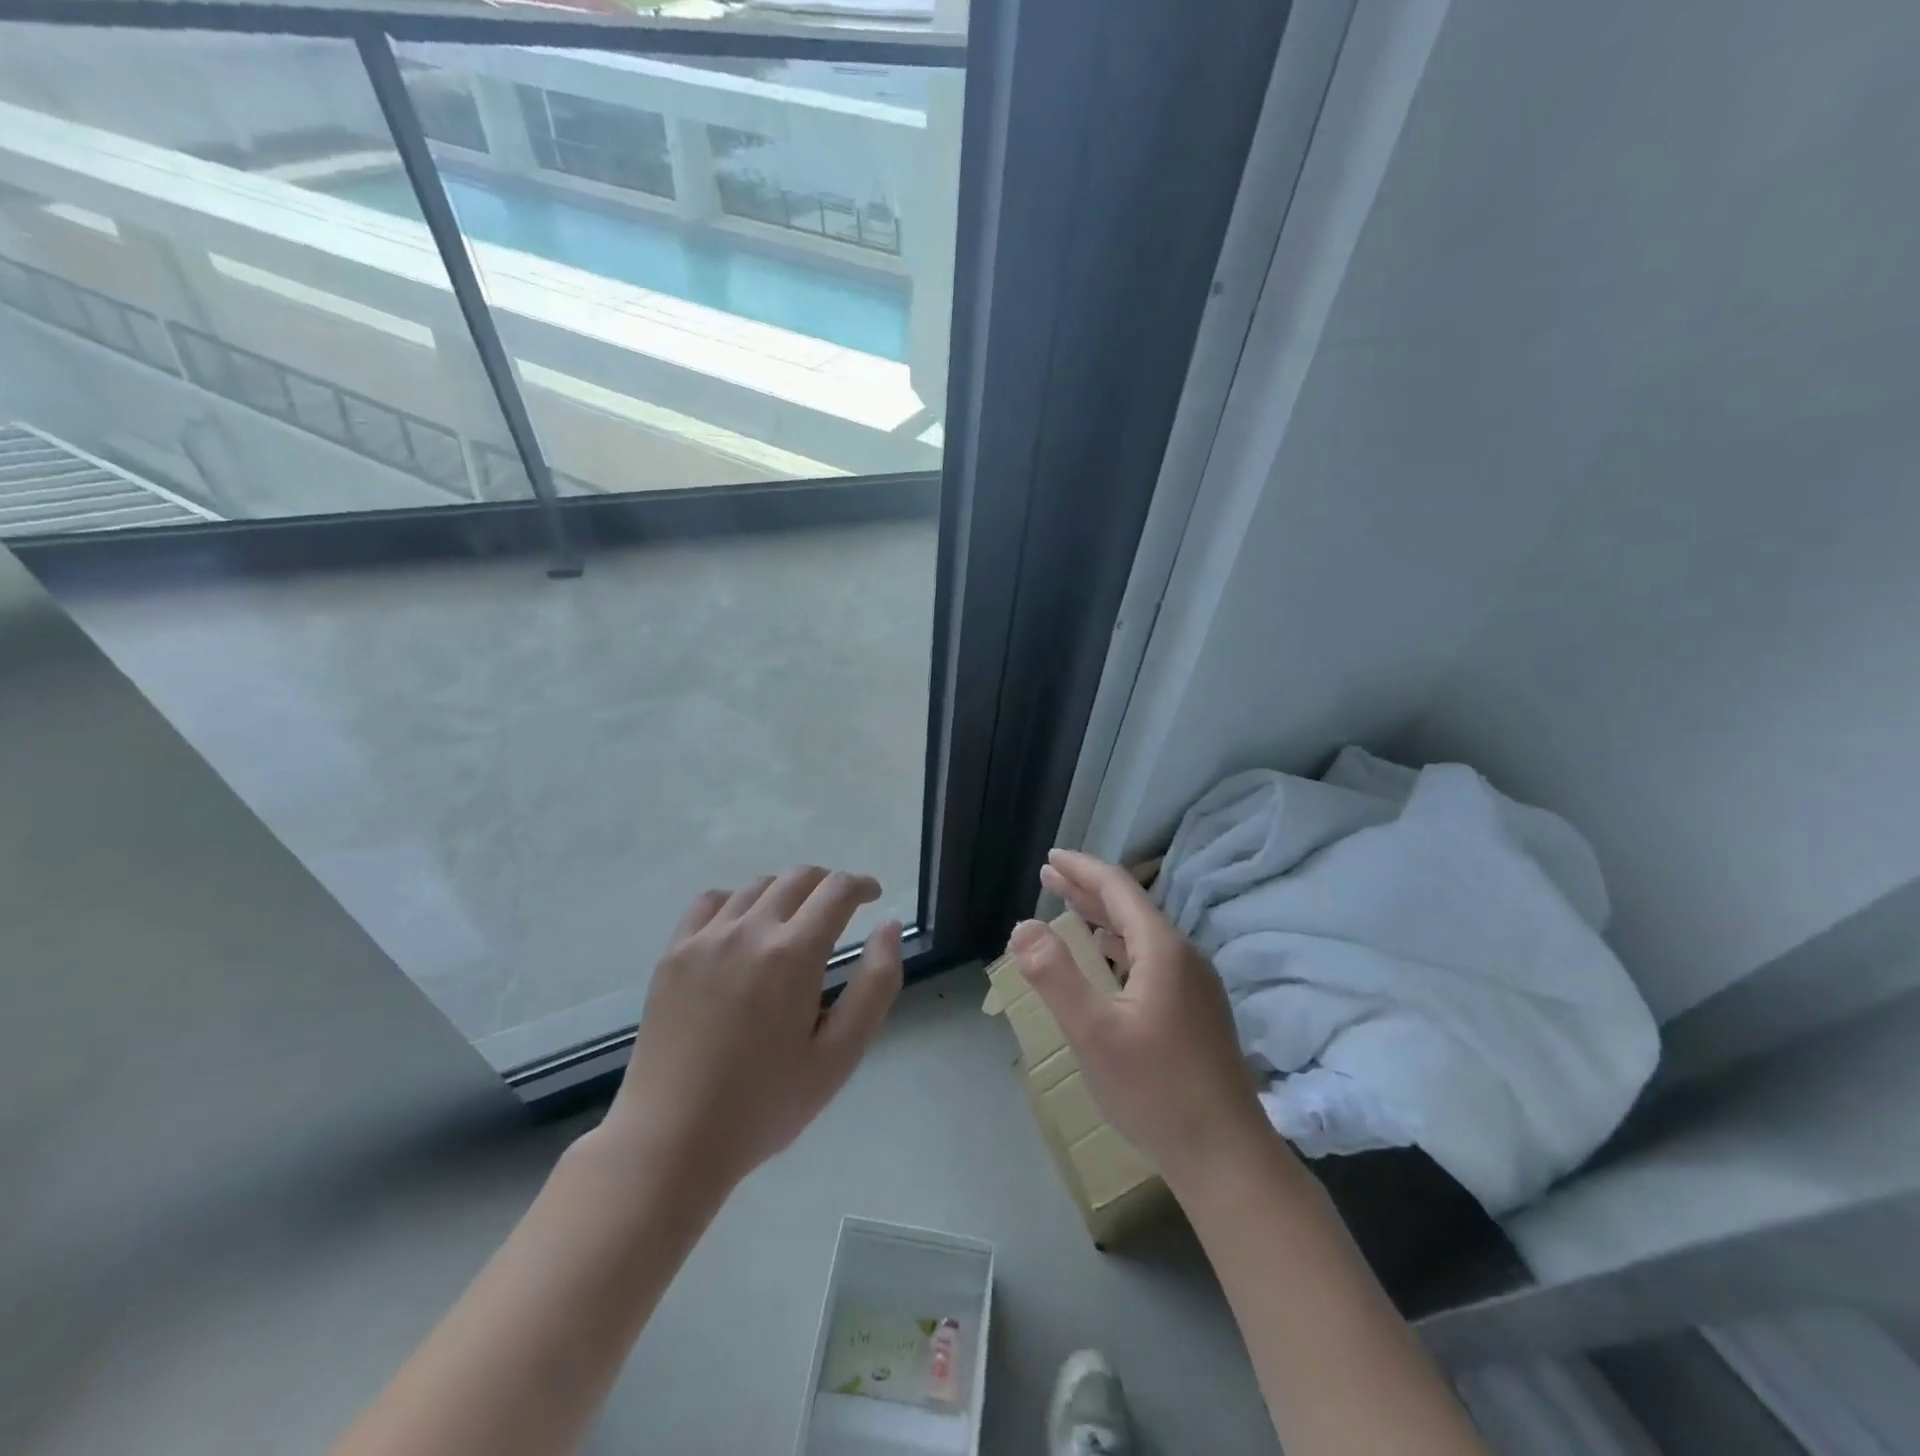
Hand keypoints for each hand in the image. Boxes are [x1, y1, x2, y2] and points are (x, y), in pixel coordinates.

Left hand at [600, 868, 903, 1196]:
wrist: (672, 1140)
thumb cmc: (765, 1104)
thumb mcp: (840, 1055)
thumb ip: (876, 984)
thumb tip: (889, 925)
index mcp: (793, 954)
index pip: (836, 890)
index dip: (861, 885)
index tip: (873, 896)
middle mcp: (749, 930)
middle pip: (798, 878)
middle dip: (828, 884)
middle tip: (840, 908)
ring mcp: (705, 939)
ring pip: (756, 886)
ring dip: (786, 891)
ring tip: (794, 920)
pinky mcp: (673, 954)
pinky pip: (711, 902)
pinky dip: (737, 901)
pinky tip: (742, 927)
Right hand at [1009, 849, 1268, 1189]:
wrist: (1226, 1156)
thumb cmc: (1155, 1090)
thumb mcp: (1093, 1033)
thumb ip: (1055, 975)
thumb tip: (1023, 927)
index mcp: (1162, 949)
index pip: (1117, 889)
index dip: (1081, 869)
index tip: (1050, 857)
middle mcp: (1184, 956)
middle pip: (1131, 906)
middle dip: (1087, 889)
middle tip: (1049, 876)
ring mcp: (1196, 984)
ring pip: (1142, 934)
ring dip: (1103, 917)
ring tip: (1070, 908)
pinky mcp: (1198, 1009)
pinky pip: (1152, 958)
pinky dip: (1120, 946)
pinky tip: (1108, 960)